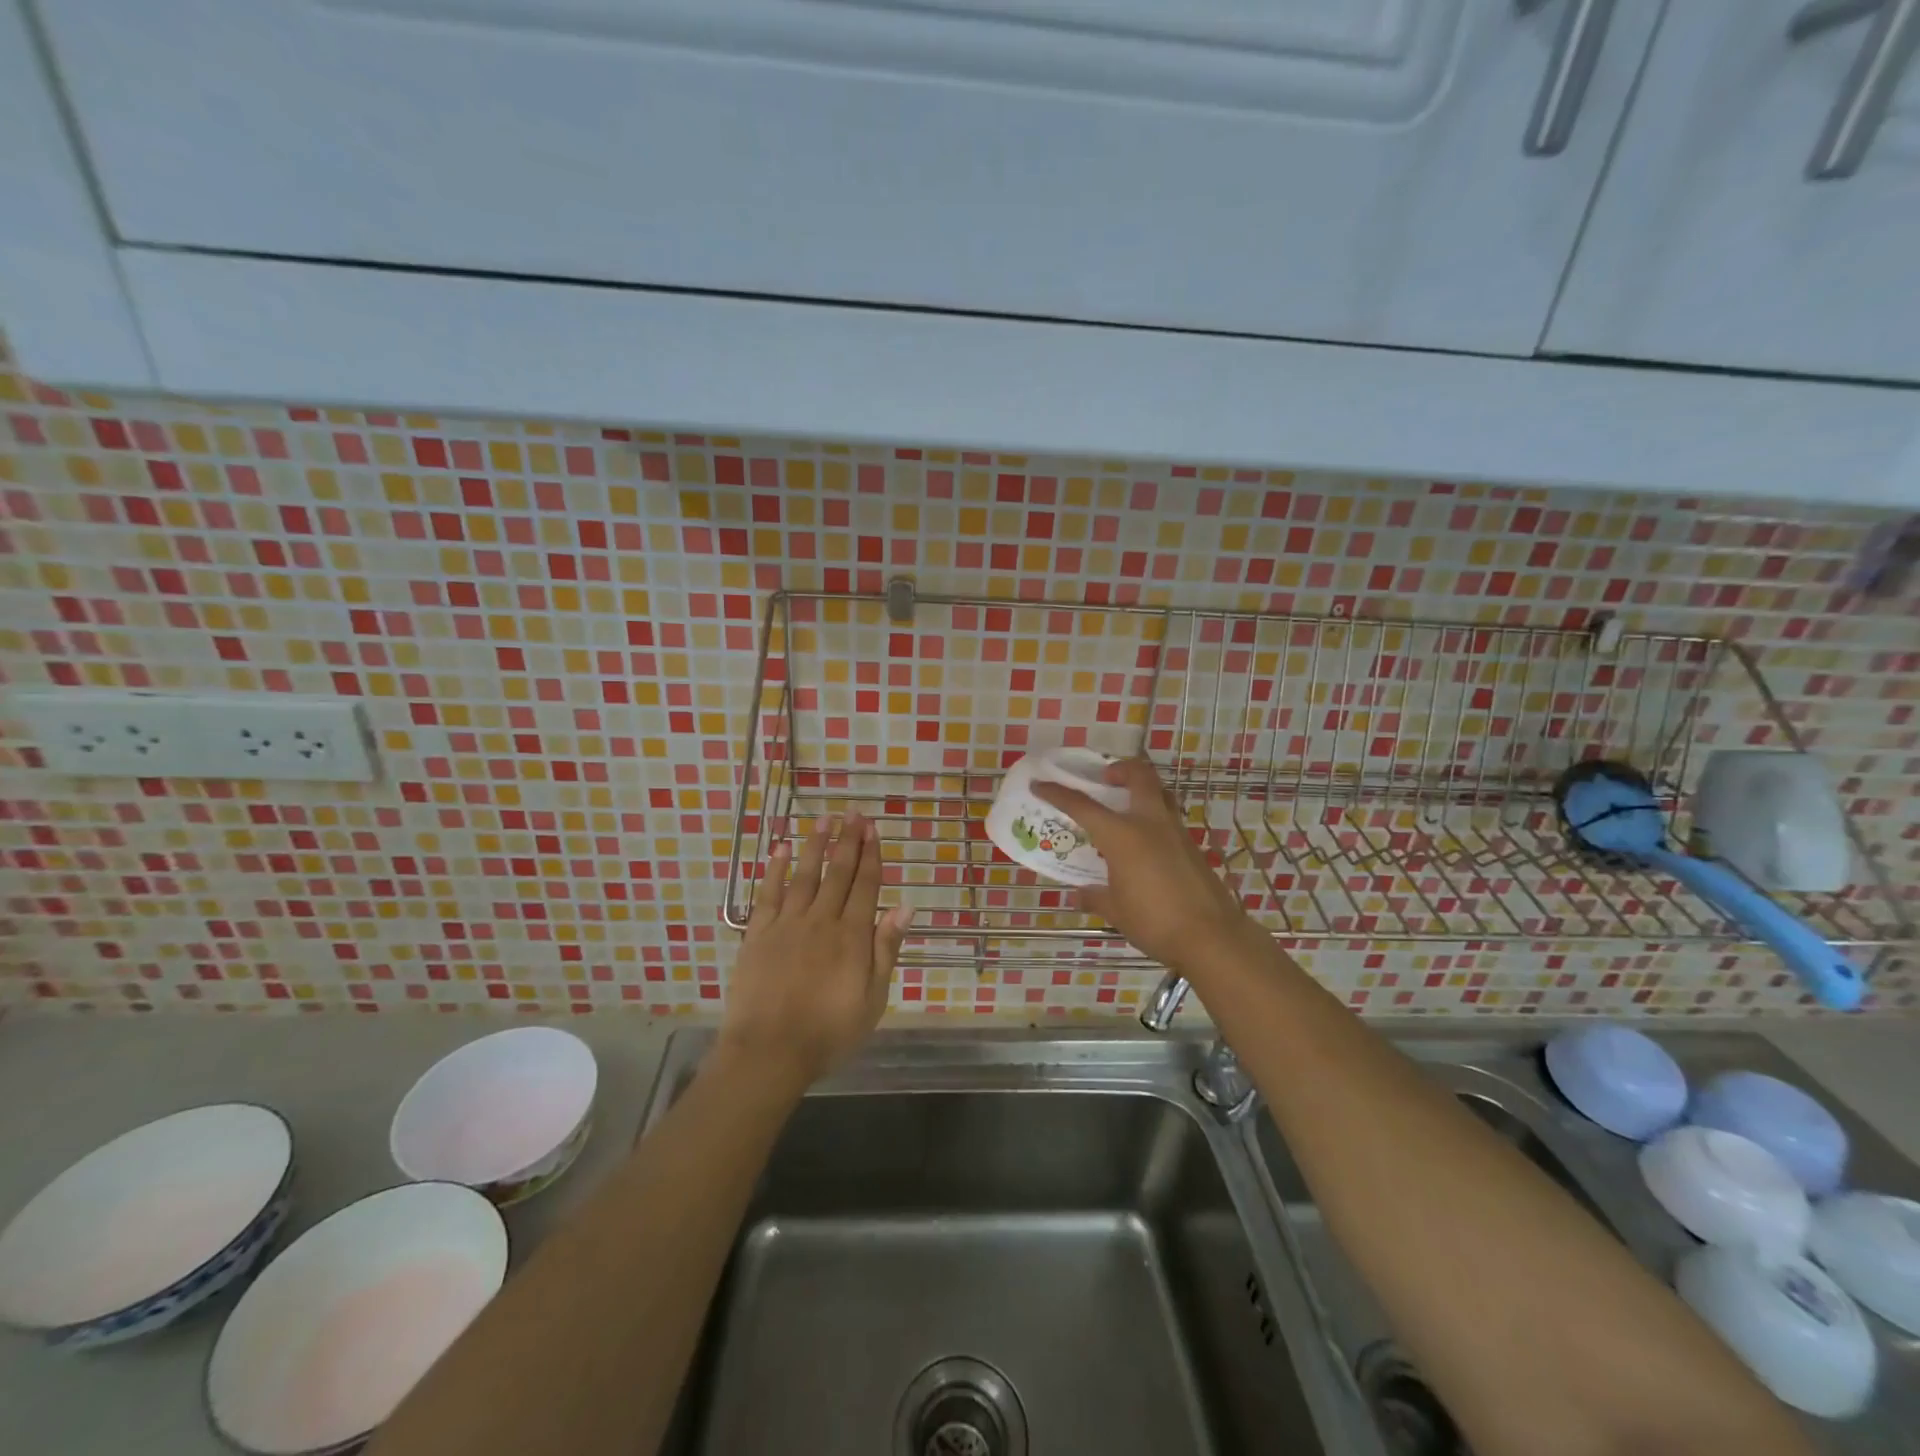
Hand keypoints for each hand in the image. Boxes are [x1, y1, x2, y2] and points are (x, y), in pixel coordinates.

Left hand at [717, 810, 911, 1094]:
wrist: (769, 1052)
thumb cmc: (829, 1032)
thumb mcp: (873, 999)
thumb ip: (886, 950)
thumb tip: (904, 907)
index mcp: (852, 936)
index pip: (865, 885)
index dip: (871, 855)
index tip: (873, 829)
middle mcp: (821, 920)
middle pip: (837, 872)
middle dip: (847, 841)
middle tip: (853, 814)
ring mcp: (786, 923)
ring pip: (804, 874)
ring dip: (815, 845)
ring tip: (824, 820)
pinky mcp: (758, 933)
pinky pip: (768, 892)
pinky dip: (774, 869)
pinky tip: (780, 849)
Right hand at [1032, 758, 1254, 970]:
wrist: (1211, 937)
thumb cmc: (1154, 921)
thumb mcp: (1116, 911)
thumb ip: (1096, 896)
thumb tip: (1081, 893)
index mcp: (1122, 835)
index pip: (1082, 806)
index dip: (1058, 793)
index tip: (1040, 784)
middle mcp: (1150, 823)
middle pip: (1138, 775)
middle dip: (1119, 768)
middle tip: (1105, 778)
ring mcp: (1176, 832)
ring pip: (1159, 792)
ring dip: (1141, 789)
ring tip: (1125, 806)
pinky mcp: (1192, 846)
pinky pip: (1169, 817)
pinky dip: (1153, 816)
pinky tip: (1144, 842)